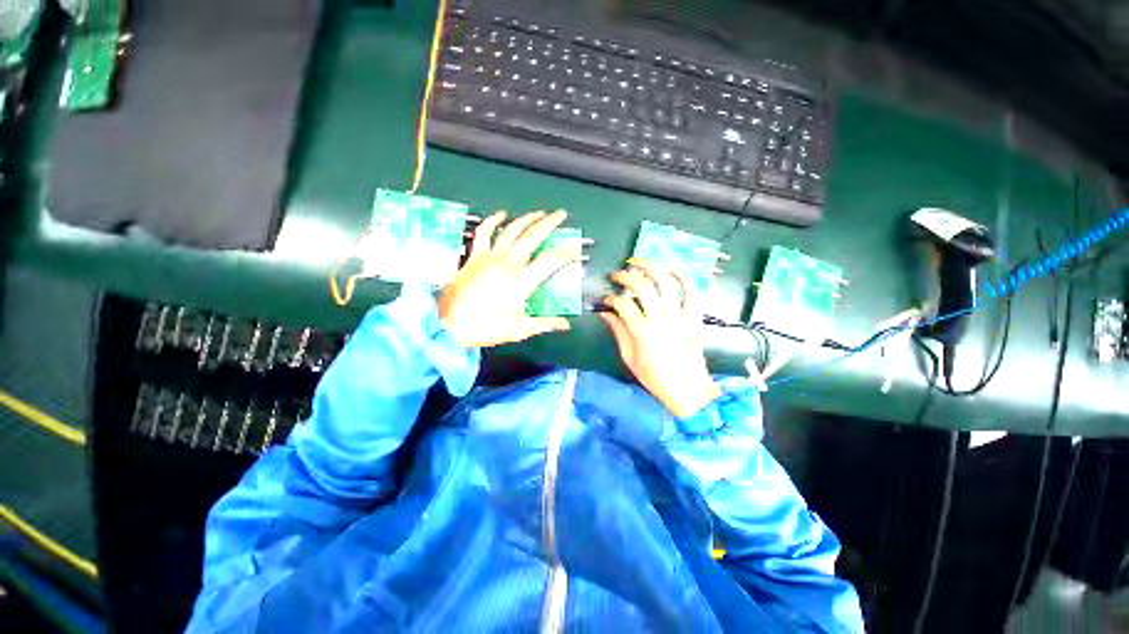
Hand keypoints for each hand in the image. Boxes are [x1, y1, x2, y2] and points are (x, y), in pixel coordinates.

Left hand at [439, 210, 581, 347]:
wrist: (447, 323)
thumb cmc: (485, 327)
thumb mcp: (519, 329)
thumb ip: (545, 323)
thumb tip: (566, 325)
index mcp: (522, 280)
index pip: (551, 260)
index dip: (568, 253)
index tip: (578, 250)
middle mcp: (509, 262)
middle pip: (533, 236)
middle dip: (550, 223)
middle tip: (561, 214)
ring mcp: (490, 256)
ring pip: (512, 229)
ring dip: (527, 219)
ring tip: (539, 213)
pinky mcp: (475, 255)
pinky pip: (485, 232)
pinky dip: (493, 221)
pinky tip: (501, 214)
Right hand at [599, 258, 721, 417]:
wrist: (689, 390)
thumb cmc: (655, 378)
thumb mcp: (630, 358)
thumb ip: (618, 332)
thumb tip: (606, 313)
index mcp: (642, 331)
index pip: (622, 304)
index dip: (610, 298)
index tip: (606, 299)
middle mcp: (661, 317)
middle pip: (641, 285)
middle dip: (625, 276)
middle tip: (616, 275)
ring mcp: (680, 314)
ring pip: (666, 280)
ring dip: (651, 266)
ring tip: (638, 261)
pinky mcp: (693, 315)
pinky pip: (690, 290)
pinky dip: (681, 276)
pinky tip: (669, 269)